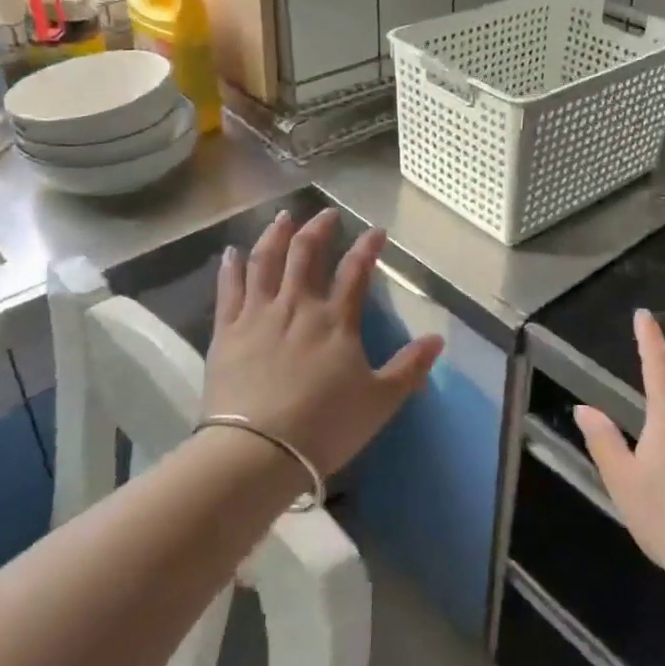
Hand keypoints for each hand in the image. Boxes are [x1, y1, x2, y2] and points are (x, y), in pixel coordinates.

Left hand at [206, 208, 442, 476]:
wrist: (257, 451)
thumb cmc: (324, 426)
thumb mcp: (380, 401)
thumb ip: (410, 367)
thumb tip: (438, 339)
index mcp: (336, 320)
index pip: (356, 271)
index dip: (368, 247)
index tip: (377, 230)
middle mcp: (297, 306)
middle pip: (307, 254)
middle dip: (319, 229)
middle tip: (326, 214)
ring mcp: (258, 315)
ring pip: (266, 261)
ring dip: (275, 235)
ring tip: (283, 217)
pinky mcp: (226, 331)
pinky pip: (228, 288)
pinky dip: (231, 266)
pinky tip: (231, 251)